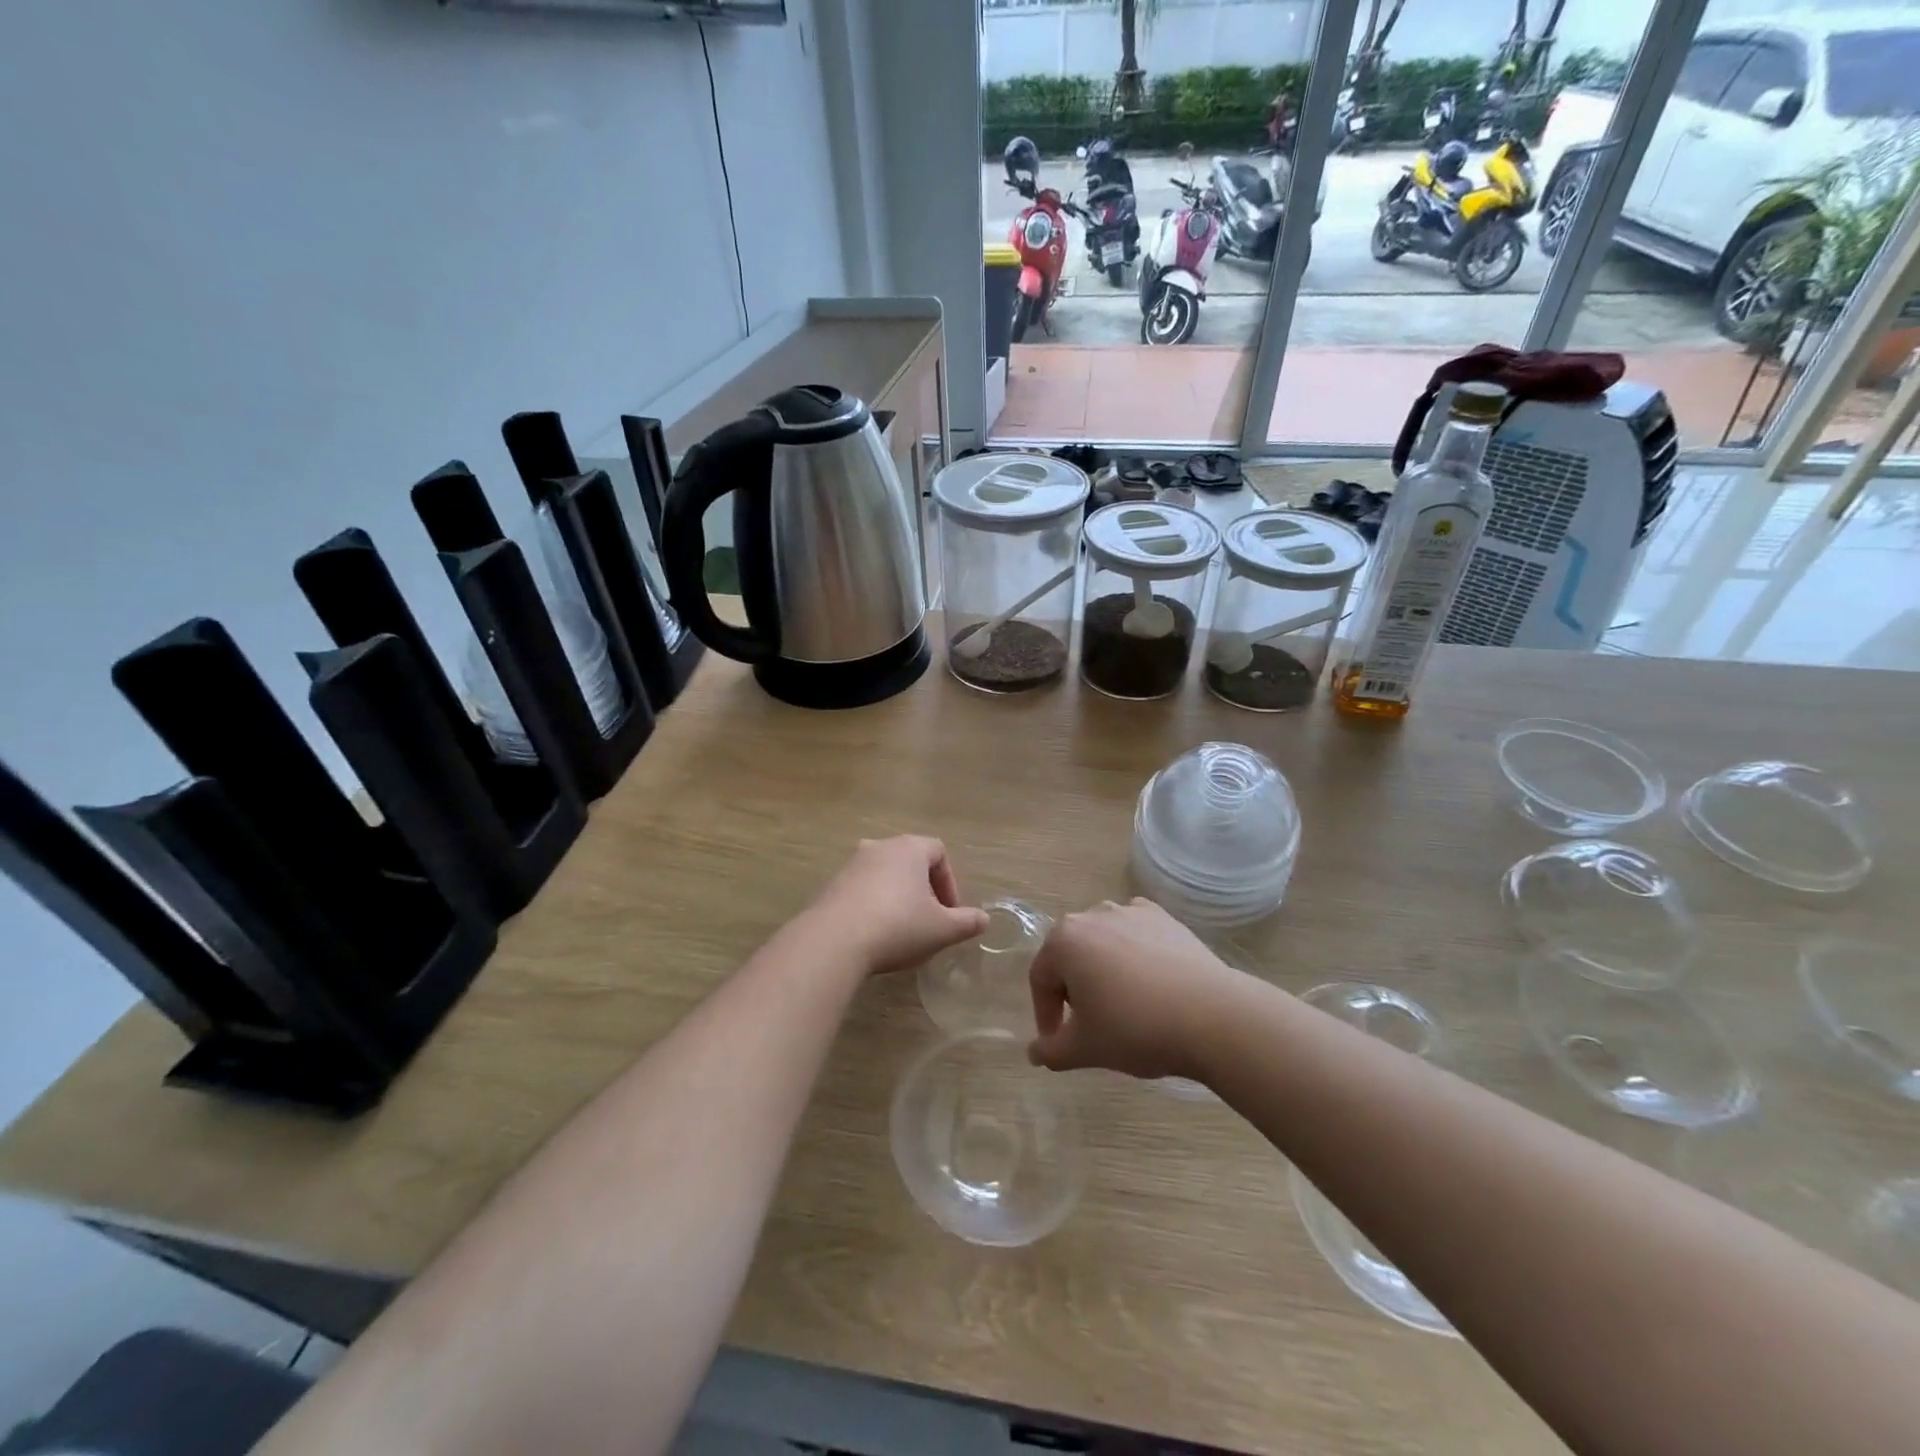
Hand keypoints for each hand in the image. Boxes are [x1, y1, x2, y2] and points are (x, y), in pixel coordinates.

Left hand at [806, 837, 988, 976]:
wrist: (834, 940)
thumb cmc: (898, 926)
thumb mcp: (941, 929)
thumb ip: (966, 922)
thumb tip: (984, 919)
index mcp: (909, 848)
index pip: (939, 852)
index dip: (950, 882)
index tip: (951, 912)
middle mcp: (879, 847)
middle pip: (910, 861)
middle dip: (923, 889)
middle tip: (929, 919)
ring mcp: (851, 864)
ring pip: (884, 875)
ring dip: (897, 896)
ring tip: (902, 929)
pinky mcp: (831, 885)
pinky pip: (861, 890)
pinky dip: (873, 905)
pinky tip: (874, 934)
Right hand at [1028, 898, 1240, 1080]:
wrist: (1213, 1017)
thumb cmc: (1135, 1029)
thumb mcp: (1085, 1048)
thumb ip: (1051, 1051)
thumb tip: (1034, 1053)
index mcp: (1064, 940)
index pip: (1041, 979)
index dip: (1046, 1015)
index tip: (1059, 1043)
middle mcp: (1093, 915)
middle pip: (1070, 955)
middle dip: (1073, 989)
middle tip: (1090, 1024)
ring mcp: (1131, 911)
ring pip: (1103, 942)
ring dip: (1103, 969)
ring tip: (1122, 1003)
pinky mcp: (1164, 917)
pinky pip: (1136, 933)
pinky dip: (1134, 952)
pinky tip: (1149, 980)